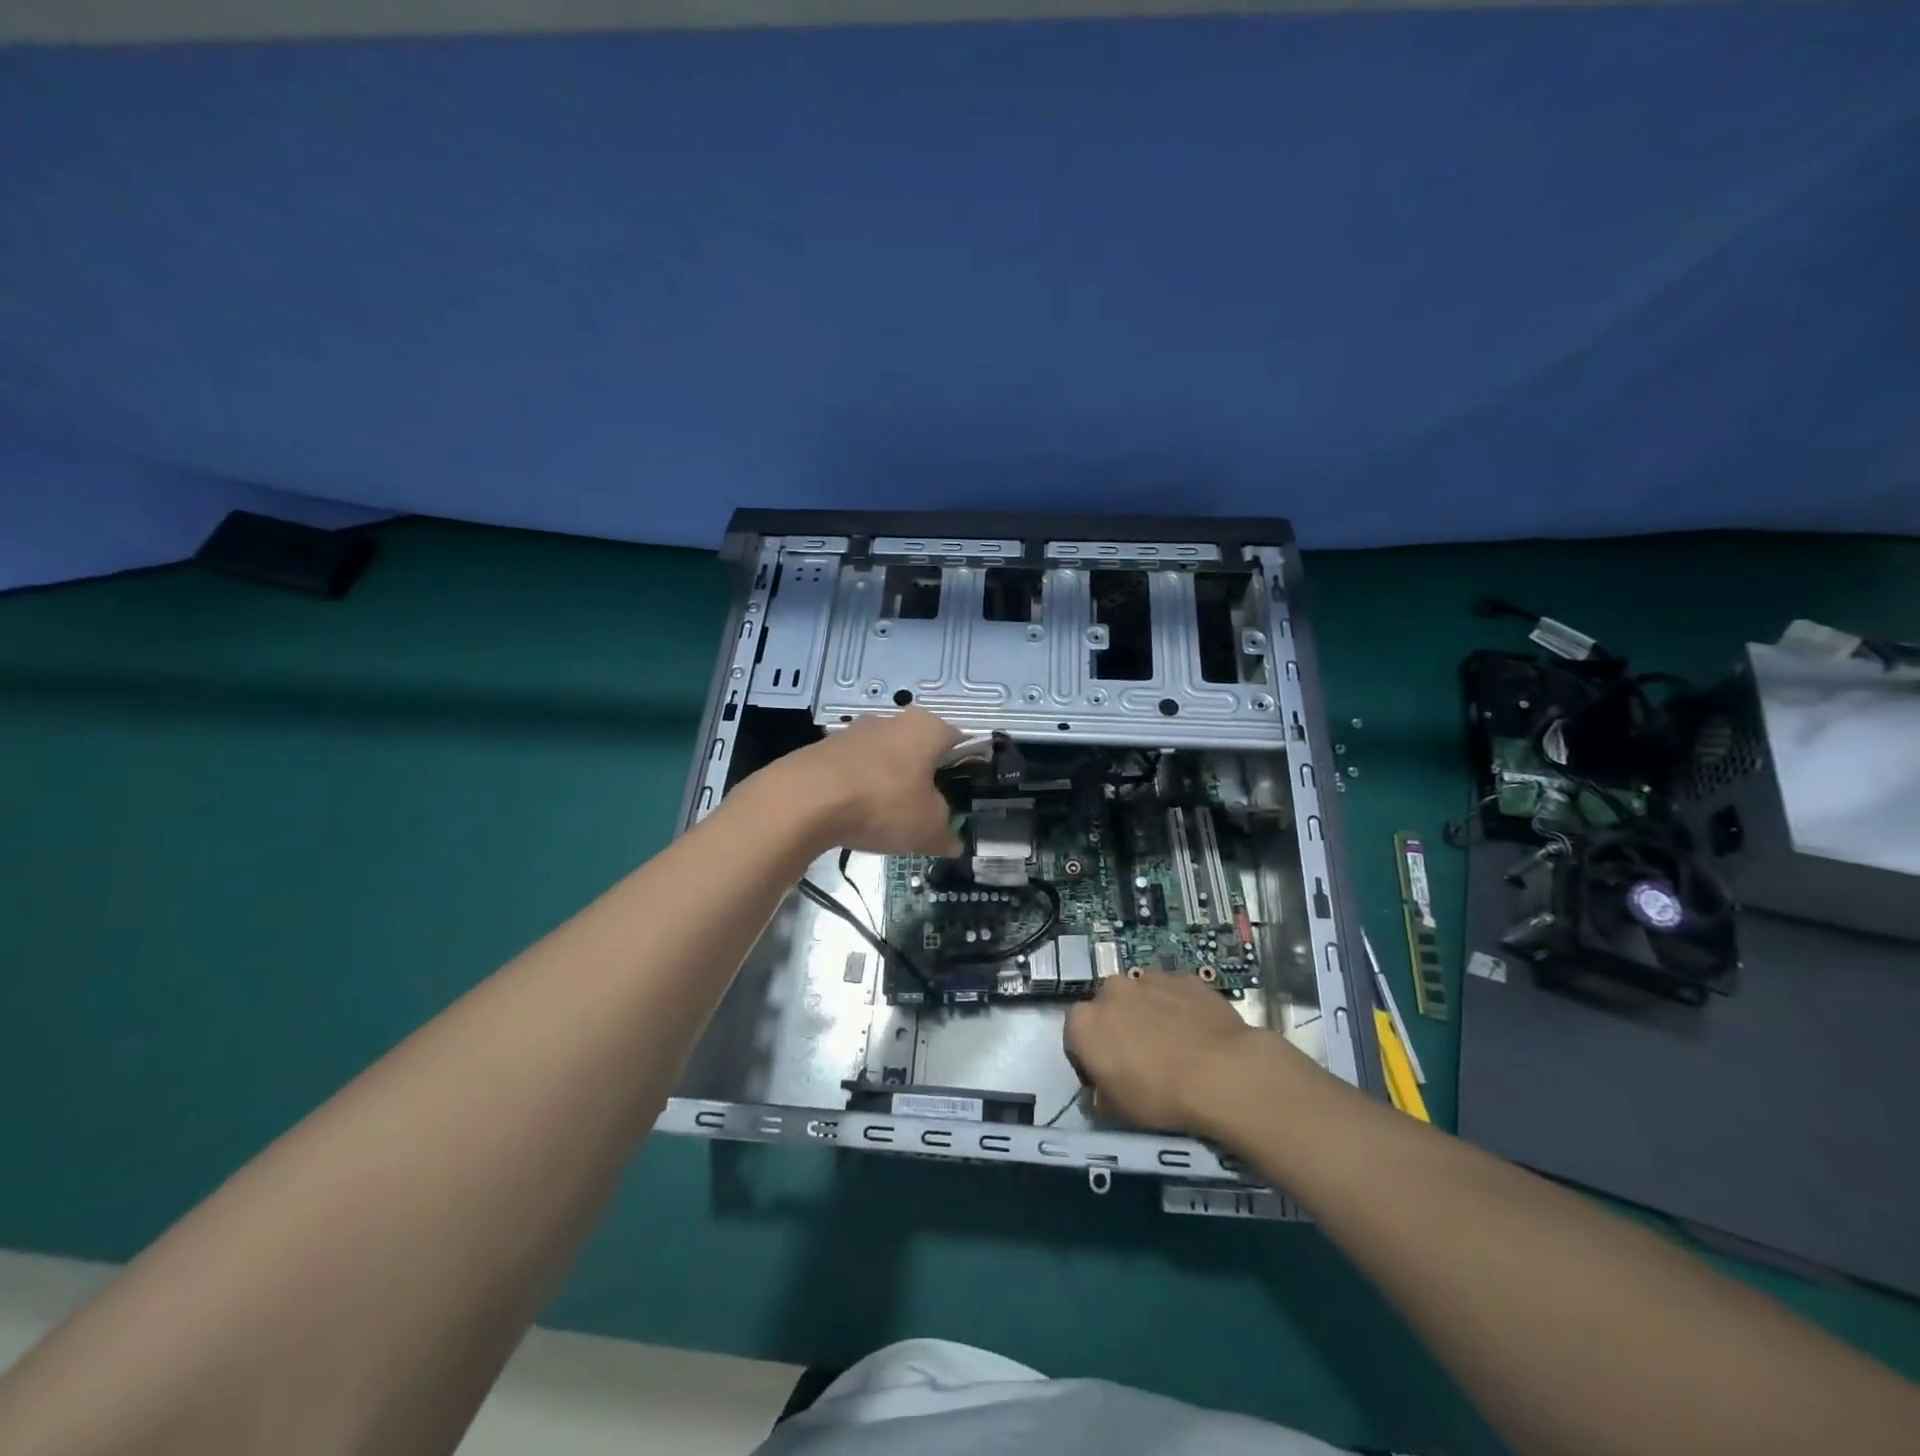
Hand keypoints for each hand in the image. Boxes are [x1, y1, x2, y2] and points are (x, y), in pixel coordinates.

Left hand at [768, 707, 964, 856]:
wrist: (805, 799)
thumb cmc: (883, 804)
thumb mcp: (928, 828)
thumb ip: (946, 834)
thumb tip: (953, 843)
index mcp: (928, 727)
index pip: (960, 742)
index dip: (965, 771)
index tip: (963, 800)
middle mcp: (893, 720)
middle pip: (920, 750)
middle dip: (925, 779)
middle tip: (926, 813)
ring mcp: (856, 730)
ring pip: (886, 759)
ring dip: (890, 784)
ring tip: (888, 820)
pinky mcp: (825, 747)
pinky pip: (855, 769)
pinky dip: (860, 789)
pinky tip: (855, 816)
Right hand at [1065, 972, 1292, 1132]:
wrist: (1222, 1073)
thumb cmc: (1159, 1096)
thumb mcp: (1117, 1111)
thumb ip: (1099, 1098)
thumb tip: (1098, 1095)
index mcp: (1084, 1022)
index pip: (1075, 1037)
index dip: (1089, 1060)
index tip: (1107, 1080)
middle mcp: (1111, 990)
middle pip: (1107, 1009)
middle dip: (1117, 1028)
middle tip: (1140, 1060)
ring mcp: (1149, 979)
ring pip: (1140, 997)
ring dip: (1147, 1015)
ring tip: (1173, 1046)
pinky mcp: (1183, 978)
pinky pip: (1173, 993)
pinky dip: (1178, 1008)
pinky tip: (1196, 1034)